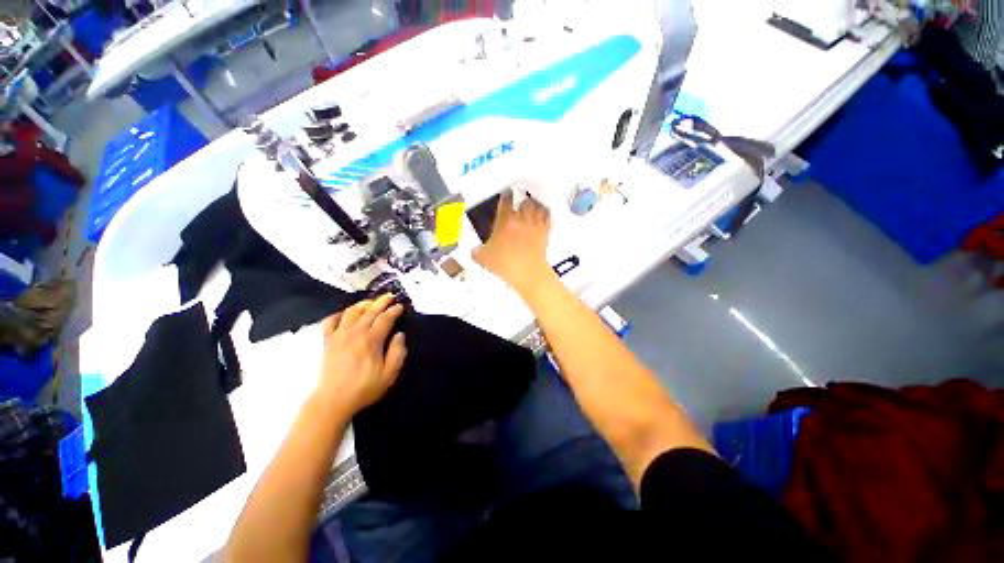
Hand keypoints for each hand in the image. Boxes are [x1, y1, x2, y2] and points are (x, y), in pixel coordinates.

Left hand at [315, 294, 406, 414]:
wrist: (332, 401)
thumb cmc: (364, 388)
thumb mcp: (389, 374)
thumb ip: (397, 352)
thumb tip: (400, 335)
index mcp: (371, 340)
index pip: (385, 318)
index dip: (394, 310)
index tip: (400, 306)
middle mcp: (355, 333)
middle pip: (370, 310)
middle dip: (382, 301)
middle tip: (390, 296)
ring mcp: (339, 335)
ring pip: (351, 311)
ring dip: (363, 304)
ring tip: (372, 302)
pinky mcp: (327, 341)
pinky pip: (330, 321)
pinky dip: (339, 314)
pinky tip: (346, 314)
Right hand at [473, 183, 553, 295]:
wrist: (527, 273)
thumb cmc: (506, 264)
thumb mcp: (483, 258)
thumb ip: (477, 250)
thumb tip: (475, 251)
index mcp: (505, 220)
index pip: (505, 200)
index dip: (505, 195)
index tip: (505, 193)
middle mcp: (522, 219)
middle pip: (524, 200)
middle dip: (521, 200)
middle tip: (519, 200)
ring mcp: (535, 225)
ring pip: (537, 206)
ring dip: (534, 205)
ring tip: (531, 204)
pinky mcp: (545, 233)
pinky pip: (547, 217)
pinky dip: (545, 214)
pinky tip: (543, 214)